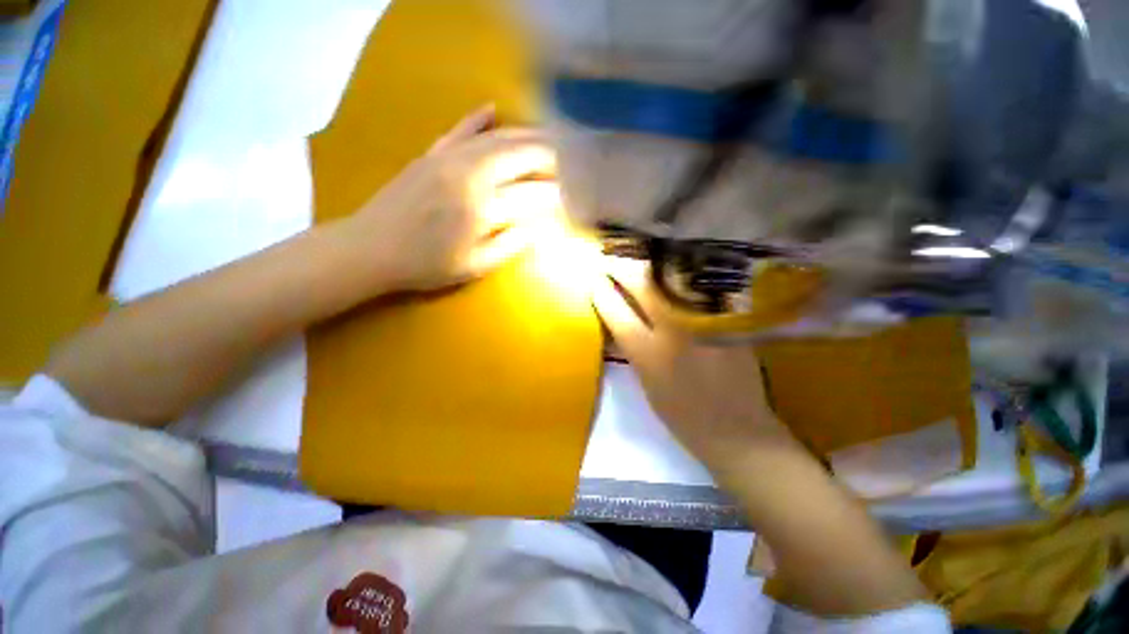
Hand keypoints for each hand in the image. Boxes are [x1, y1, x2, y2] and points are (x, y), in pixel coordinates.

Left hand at [339, 105, 555, 292]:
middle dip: (546, 156)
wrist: (370, 248)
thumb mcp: (475, 266)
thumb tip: (539, 226)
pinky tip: (493, 109)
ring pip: (495, 138)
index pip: (531, 194)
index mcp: (483, 207)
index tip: (567, 198)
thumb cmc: (426, 265)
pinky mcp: (431, 154)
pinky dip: (478, 119)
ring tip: (545, 138)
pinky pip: (460, 130)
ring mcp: (448, 158)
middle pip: (518, 155)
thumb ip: (511, 244)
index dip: (553, 195)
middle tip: (564, 161)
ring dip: (524, 135)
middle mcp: (470, 174)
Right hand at [592, 258, 801, 475]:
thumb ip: (632, 346)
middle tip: (612, 260)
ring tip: (637, 257)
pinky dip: (681, 274)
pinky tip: (672, 267)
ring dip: (650, 265)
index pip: (615, 311)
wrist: (736, 429)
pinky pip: (700, 286)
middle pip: (643, 285)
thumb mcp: (645, 382)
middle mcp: (674, 331)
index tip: (595, 279)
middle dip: (622, 267)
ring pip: (672, 278)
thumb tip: (618, 317)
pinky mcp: (728, 318)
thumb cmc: (681, 415)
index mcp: (647, 354)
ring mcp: (704, 320)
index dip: (601, 291)